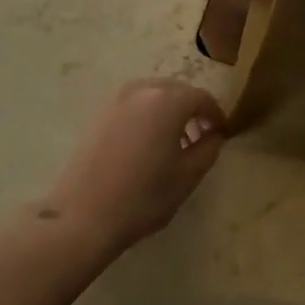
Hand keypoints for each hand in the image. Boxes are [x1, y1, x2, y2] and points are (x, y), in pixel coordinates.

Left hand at [38, 79, 225, 258]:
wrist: (82, 215)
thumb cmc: (143, 196)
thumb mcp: (188, 175)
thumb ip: (209, 148)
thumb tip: (214, 134)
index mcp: (168, 100)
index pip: (202, 98)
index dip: (216, 114)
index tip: (222, 133)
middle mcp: (143, 89)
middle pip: (178, 90)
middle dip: (193, 109)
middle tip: (201, 136)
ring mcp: (117, 99)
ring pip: (154, 95)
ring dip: (170, 111)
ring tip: (174, 142)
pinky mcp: (99, 113)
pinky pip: (135, 104)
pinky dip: (148, 115)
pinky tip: (148, 144)